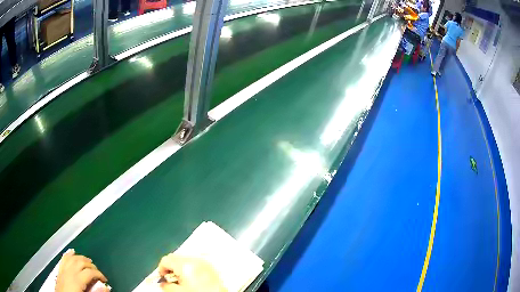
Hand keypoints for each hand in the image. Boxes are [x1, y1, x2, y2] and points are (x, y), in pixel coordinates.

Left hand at [55, 250, 107, 291]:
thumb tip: (105, 287)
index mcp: (76, 279)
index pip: (89, 272)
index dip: (99, 274)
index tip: (105, 280)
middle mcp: (69, 271)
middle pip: (80, 262)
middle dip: (91, 265)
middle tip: (98, 272)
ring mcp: (62, 270)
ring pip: (72, 258)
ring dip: (81, 258)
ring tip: (88, 261)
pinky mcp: (59, 271)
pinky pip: (63, 259)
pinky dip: (69, 255)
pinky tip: (72, 253)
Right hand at [158, 254, 225, 291]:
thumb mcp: (179, 291)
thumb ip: (166, 286)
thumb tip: (162, 283)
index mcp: (184, 265)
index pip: (165, 260)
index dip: (161, 269)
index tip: (163, 277)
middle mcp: (194, 260)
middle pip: (175, 257)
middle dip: (171, 267)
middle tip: (173, 280)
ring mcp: (204, 261)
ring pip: (185, 259)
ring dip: (180, 267)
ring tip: (185, 280)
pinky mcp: (211, 265)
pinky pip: (196, 261)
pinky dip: (191, 267)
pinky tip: (194, 278)